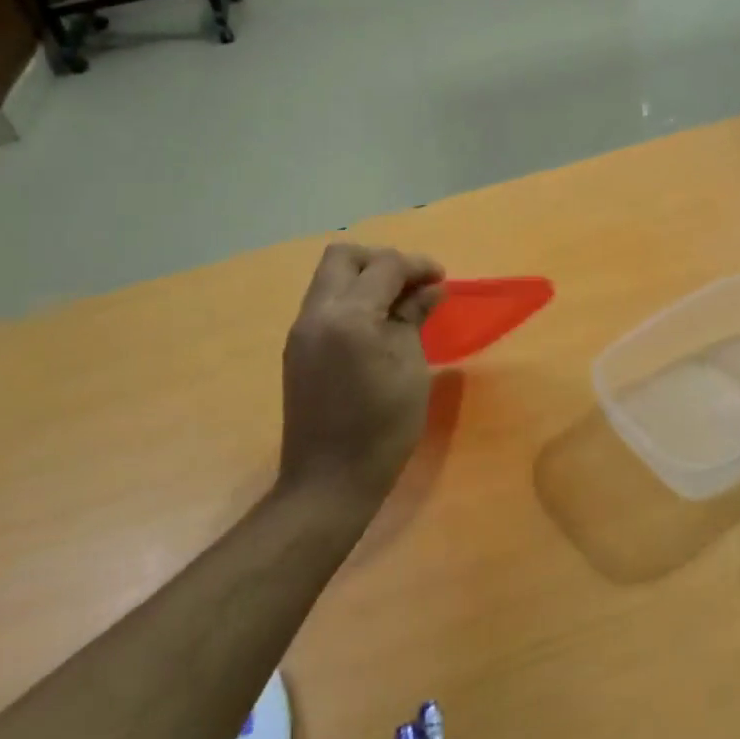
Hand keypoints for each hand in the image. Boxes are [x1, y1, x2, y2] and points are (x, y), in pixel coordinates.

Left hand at [279, 243, 445, 510]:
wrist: (329, 482)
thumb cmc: (383, 428)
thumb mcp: (410, 368)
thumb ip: (414, 318)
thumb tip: (430, 289)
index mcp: (348, 317)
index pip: (384, 266)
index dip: (417, 266)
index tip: (442, 279)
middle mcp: (316, 313)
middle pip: (343, 257)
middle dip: (381, 261)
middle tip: (413, 284)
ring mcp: (301, 330)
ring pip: (330, 278)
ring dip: (365, 279)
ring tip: (399, 304)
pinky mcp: (297, 348)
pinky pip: (324, 304)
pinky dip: (352, 300)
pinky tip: (376, 325)